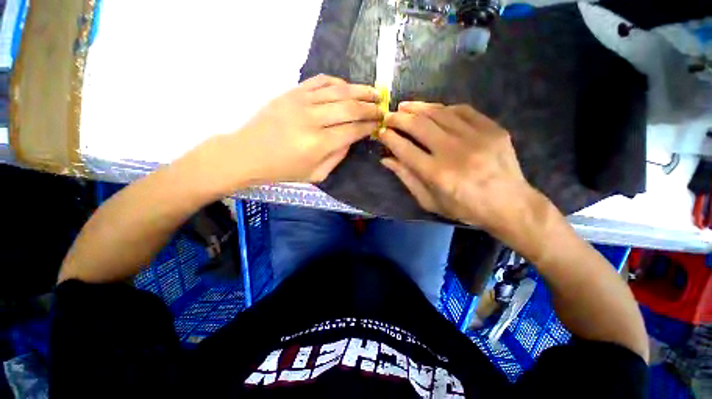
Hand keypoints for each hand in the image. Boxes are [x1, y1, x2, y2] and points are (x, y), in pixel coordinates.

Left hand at [224, 74, 381, 184]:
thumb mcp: (316, 174)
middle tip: (382, 108)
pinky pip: (320, 81)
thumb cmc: (283, 170)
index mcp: (319, 144)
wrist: (248, 153)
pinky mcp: (292, 92)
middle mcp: (312, 120)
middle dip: (370, 108)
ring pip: (338, 91)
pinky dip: (338, 82)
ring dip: (360, 91)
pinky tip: (348, 87)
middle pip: (350, 108)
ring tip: (374, 93)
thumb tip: (352, 139)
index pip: (353, 130)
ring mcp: (301, 102)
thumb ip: (337, 157)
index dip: (369, 126)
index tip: (380, 123)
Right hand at [379, 102, 542, 237]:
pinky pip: (462, 110)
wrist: (509, 204)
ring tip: (405, 106)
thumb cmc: (464, 208)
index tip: (381, 132)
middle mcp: (454, 152)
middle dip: (399, 118)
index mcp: (437, 174)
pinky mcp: (492, 129)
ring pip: (439, 113)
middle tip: (389, 116)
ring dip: (418, 107)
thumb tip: (386, 159)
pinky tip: (434, 110)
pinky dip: (444, 108)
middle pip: (419, 126)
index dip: (389, 138)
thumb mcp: (430, 201)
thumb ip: (407, 178)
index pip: (405, 149)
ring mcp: (476, 137)